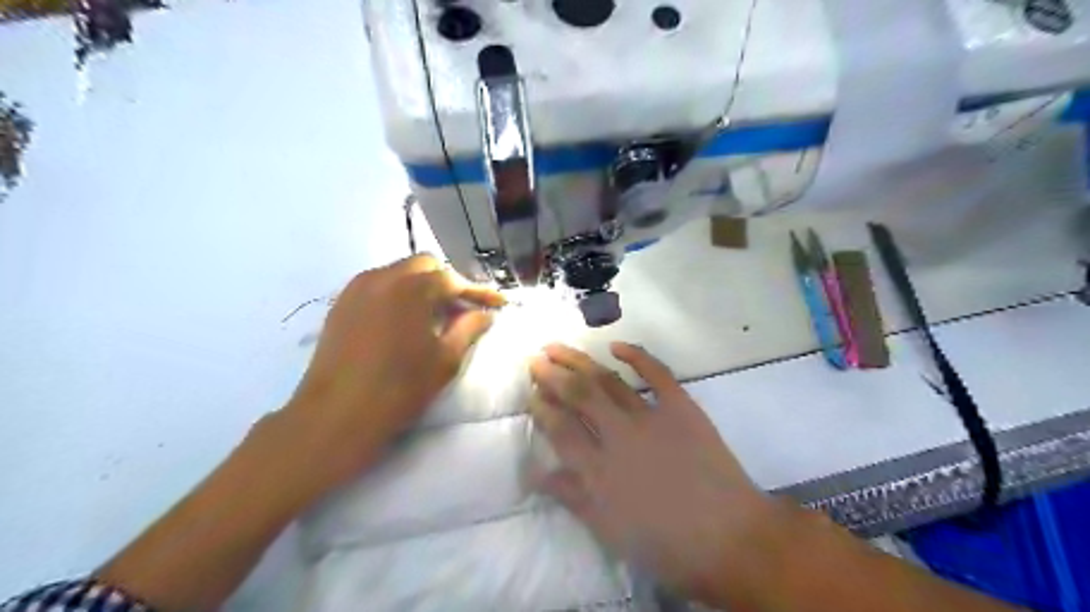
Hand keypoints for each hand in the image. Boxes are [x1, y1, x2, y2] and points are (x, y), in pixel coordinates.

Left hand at [280, 253, 500, 487]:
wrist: (336, 416)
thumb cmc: (399, 389)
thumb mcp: (444, 360)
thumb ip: (468, 329)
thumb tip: (485, 314)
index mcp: (411, 288)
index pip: (453, 279)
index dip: (478, 292)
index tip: (498, 304)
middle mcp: (382, 277)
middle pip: (424, 266)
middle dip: (448, 282)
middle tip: (463, 308)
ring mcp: (357, 288)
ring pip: (398, 272)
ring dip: (422, 285)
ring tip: (436, 313)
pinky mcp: (341, 304)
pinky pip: (378, 285)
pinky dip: (398, 293)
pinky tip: (405, 319)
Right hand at [531, 342, 778, 603]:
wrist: (729, 538)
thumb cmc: (665, 544)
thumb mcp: (609, 530)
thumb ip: (571, 497)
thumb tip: (536, 473)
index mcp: (598, 470)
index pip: (560, 429)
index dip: (542, 408)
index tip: (531, 394)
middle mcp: (619, 435)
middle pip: (578, 395)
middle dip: (552, 375)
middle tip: (535, 360)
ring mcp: (651, 417)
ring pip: (608, 380)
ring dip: (580, 361)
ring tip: (558, 348)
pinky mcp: (681, 407)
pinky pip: (657, 374)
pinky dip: (637, 355)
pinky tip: (616, 345)